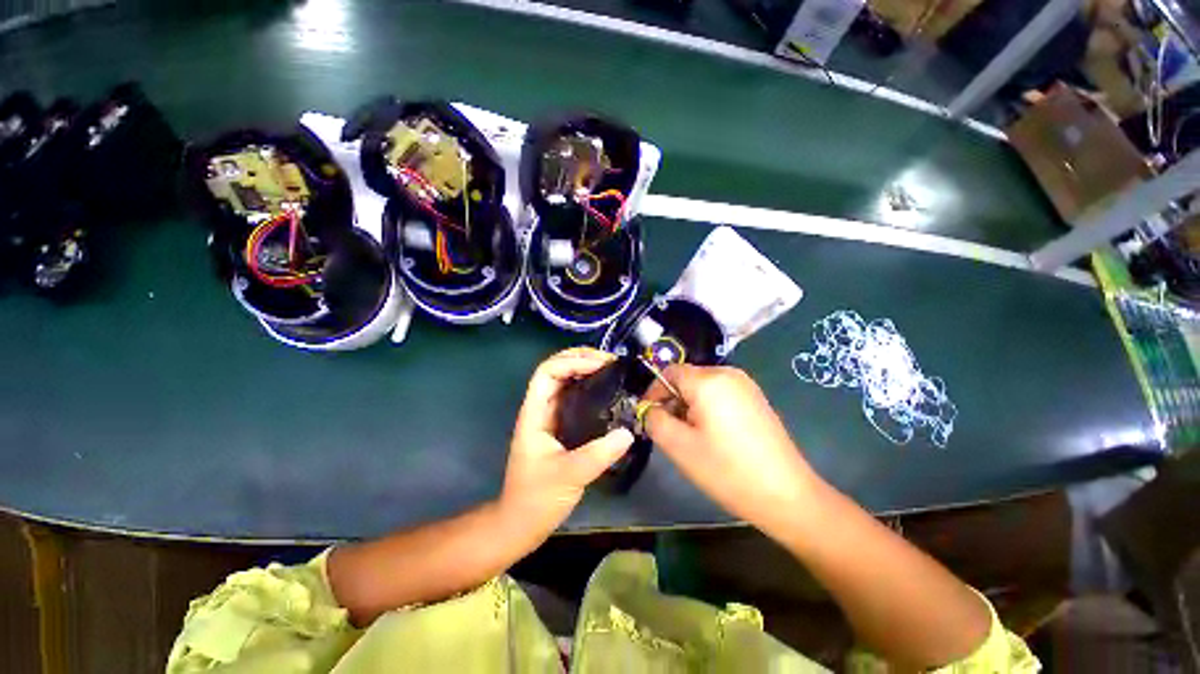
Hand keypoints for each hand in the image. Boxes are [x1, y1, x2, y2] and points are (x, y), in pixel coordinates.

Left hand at [499, 347, 634, 538]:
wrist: (522, 521)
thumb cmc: (537, 498)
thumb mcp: (568, 476)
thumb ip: (598, 455)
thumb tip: (628, 432)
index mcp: (535, 413)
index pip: (547, 372)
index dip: (572, 362)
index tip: (601, 366)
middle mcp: (541, 409)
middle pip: (556, 369)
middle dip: (581, 358)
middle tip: (610, 362)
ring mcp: (550, 417)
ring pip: (566, 381)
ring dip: (586, 369)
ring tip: (611, 370)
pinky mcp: (561, 427)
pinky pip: (575, 397)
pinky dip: (590, 387)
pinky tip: (607, 392)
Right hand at [645, 365, 817, 537]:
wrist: (786, 495)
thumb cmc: (727, 469)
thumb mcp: (678, 446)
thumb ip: (654, 420)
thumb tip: (650, 409)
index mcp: (708, 380)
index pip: (669, 372)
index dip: (653, 392)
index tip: (647, 415)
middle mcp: (728, 374)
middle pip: (687, 379)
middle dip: (672, 401)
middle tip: (668, 431)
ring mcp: (746, 386)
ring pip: (703, 387)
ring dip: (689, 406)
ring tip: (690, 436)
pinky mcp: (756, 399)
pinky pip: (720, 394)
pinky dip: (707, 408)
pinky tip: (713, 436)